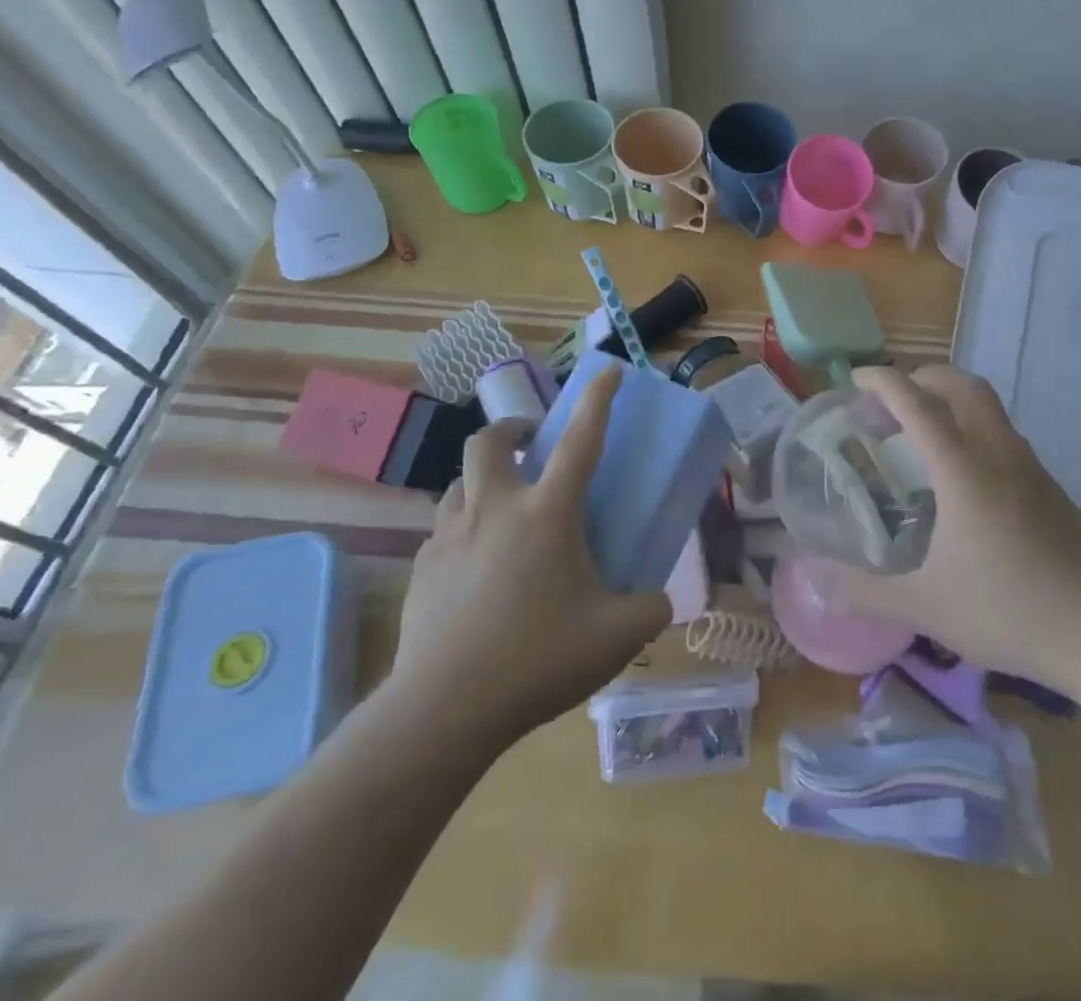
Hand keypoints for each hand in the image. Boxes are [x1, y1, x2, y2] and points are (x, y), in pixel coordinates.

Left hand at [385, 363, 668, 751]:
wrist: (442, 711)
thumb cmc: (537, 660)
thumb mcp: (615, 636)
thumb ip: (650, 610)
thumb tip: (660, 601)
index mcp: (547, 514)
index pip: (580, 440)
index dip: (598, 400)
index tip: (610, 370)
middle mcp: (494, 510)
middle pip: (489, 441)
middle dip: (512, 429)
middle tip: (530, 445)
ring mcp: (449, 537)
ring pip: (458, 482)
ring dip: (483, 479)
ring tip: (504, 507)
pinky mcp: (421, 569)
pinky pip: (442, 530)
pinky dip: (463, 528)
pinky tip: (476, 564)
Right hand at [842, 365, 1080, 692]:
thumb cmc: (1008, 610)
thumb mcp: (927, 606)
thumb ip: (868, 592)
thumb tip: (821, 582)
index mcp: (963, 470)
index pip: (917, 403)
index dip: (884, 382)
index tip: (856, 380)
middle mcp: (998, 453)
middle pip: (963, 385)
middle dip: (924, 377)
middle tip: (893, 399)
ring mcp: (1031, 467)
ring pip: (990, 408)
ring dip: (953, 401)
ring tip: (925, 433)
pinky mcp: (1051, 487)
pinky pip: (1005, 436)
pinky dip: (975, 429)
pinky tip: (966, 477)